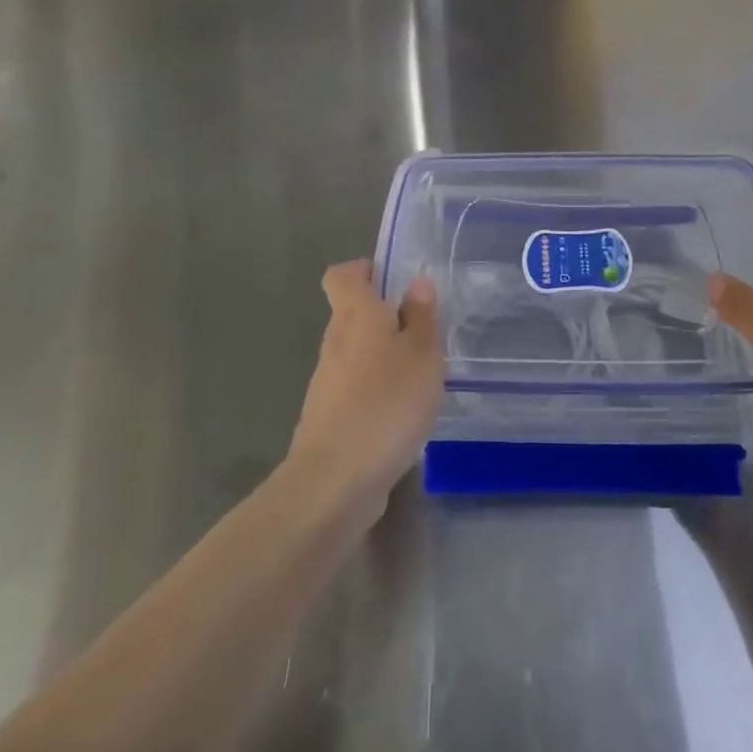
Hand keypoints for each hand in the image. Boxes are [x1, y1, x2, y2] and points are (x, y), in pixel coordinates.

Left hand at [288, 260, 442, 515]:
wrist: (335, 480)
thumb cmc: (386, 403)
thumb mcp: (422, 354)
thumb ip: (421, 317)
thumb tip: (415, 283)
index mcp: (355, 314)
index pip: (342, 275)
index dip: (364, 270)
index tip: (393, 280)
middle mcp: (335, 341)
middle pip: (351, 313)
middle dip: (384, 316)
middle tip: (424, 329)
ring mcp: (328, 382)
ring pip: (356, 352)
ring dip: (383, 356)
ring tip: (421, 373)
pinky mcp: (329, 417)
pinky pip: (356, 388)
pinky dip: (377, 390)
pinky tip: (404, 412)